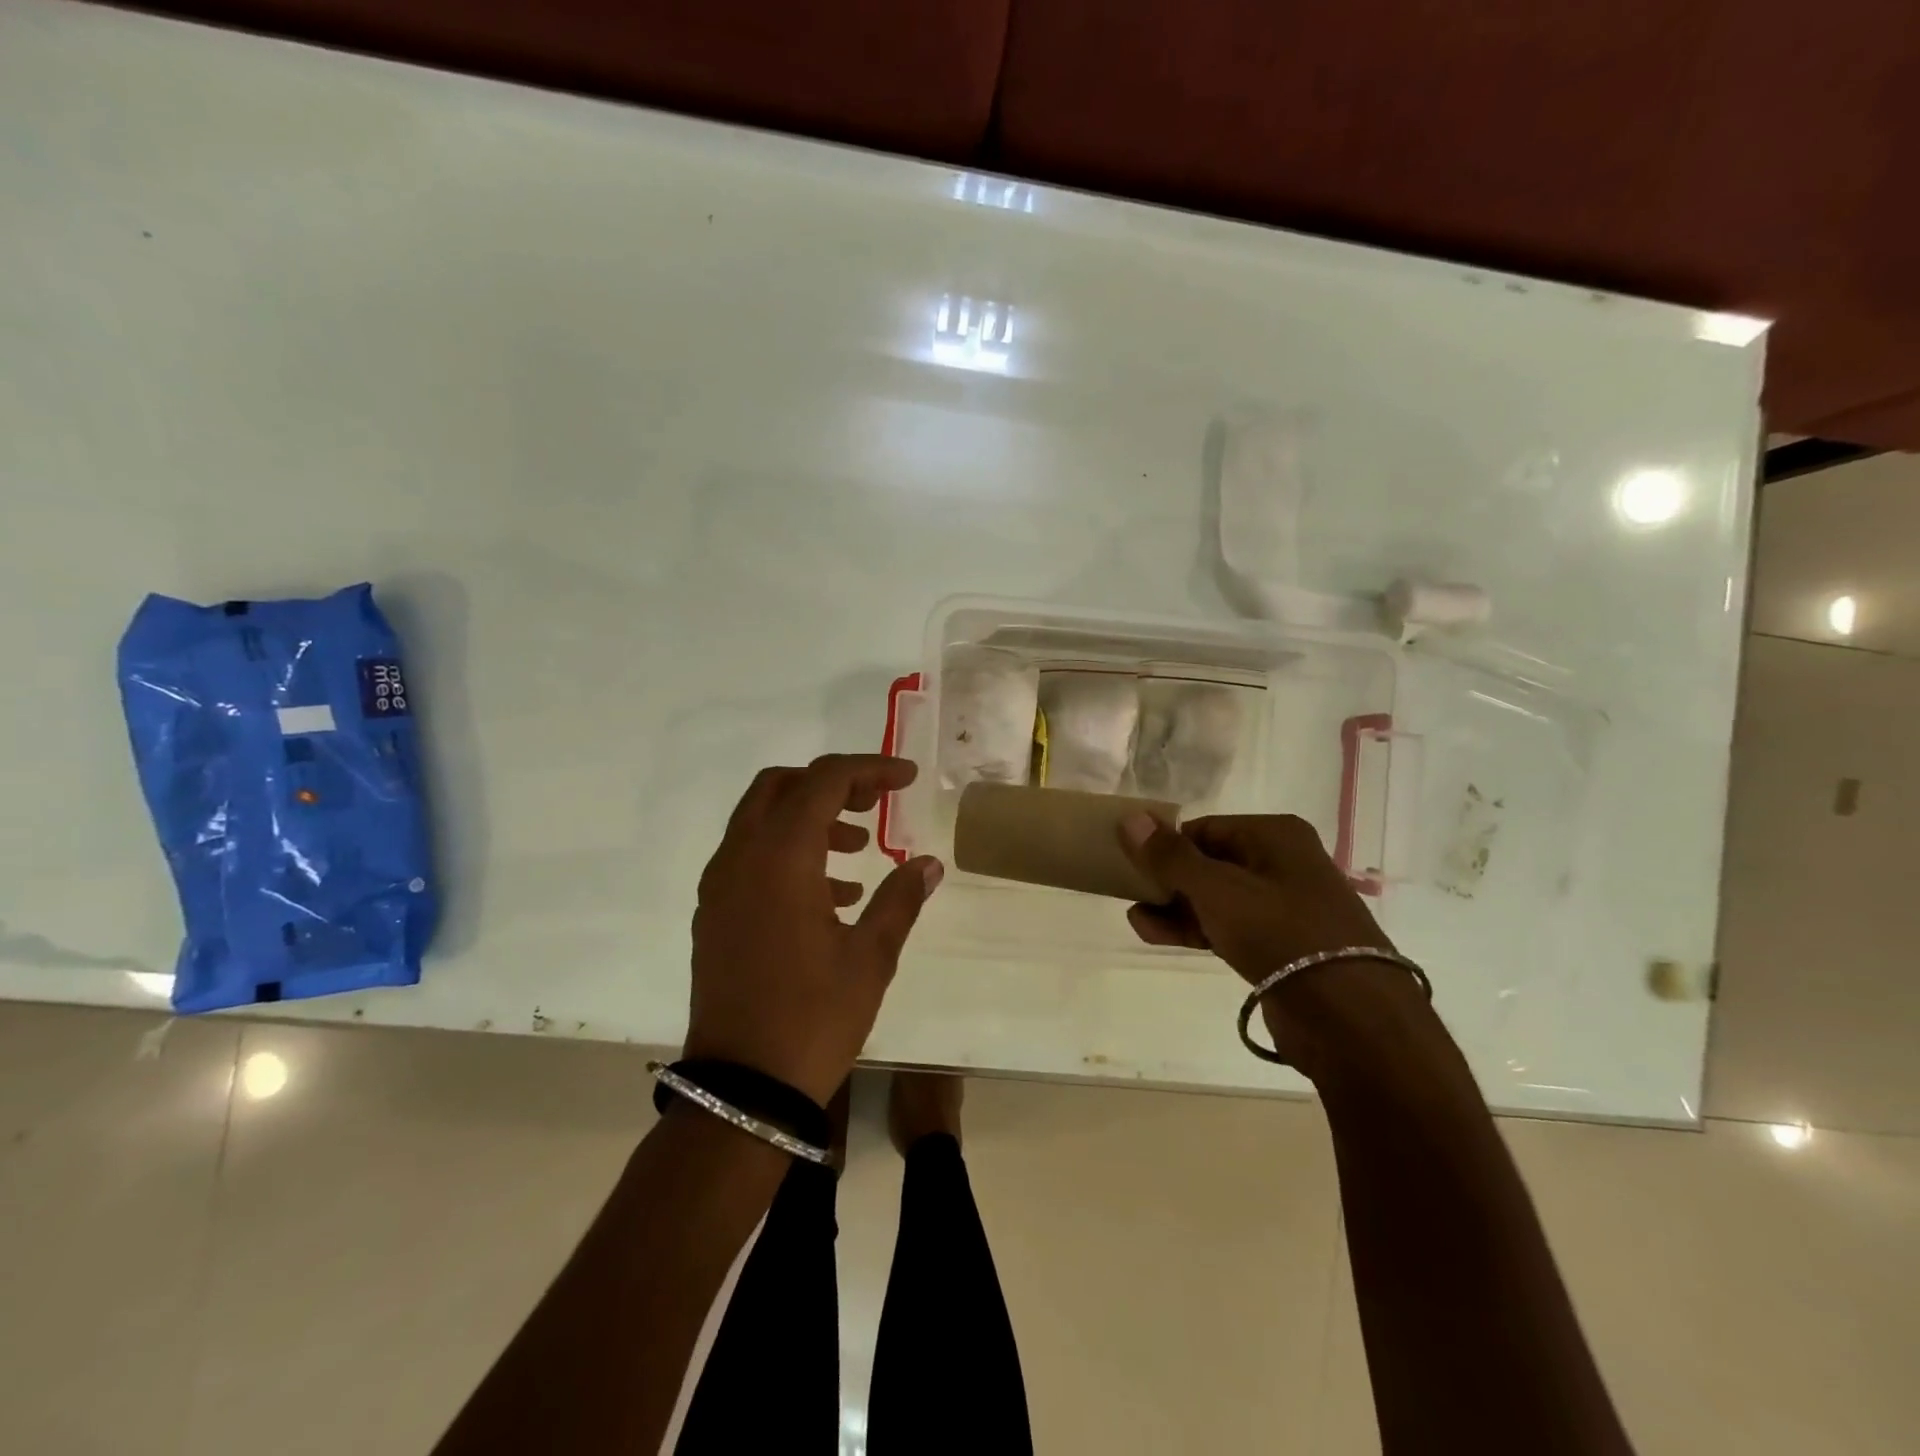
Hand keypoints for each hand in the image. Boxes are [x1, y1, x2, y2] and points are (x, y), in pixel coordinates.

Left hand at [684, 755, 942, 1103]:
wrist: (742, 1089)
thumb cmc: (813, 1018)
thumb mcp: (871, 957)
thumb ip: (900, 899)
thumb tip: (928, 864)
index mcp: (780, 857)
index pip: (824, 781)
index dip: (870, 770)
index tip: (907, 779)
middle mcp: (740, 858)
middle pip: (781, 786)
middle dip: (832, 784)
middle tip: (875, 803)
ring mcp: (719, 886)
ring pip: (761, 819)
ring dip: (809, 817)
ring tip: (858, 850)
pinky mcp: (713, 913)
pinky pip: (749, 855)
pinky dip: (787, 850)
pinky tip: (829, 894)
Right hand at [1118, 814, 1416, 1070]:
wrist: (1350, 1018)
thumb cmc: (1281, 934)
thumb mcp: (1216, 889)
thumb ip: (1169, 856)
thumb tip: (1130, 818)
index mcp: (1275, 835)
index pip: (1204, 829)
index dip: (1166, 846)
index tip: (1132, 866)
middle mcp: (1282, 864)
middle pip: (1209, 863)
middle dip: (1167, 880)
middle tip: (1130, 894)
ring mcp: (1284, 907)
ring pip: (1216, 898)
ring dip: (1175, 908)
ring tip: (1137, 920)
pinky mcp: (1280, 946)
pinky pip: (1229, 927)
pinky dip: (1196, 929)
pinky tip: (1158, 935)